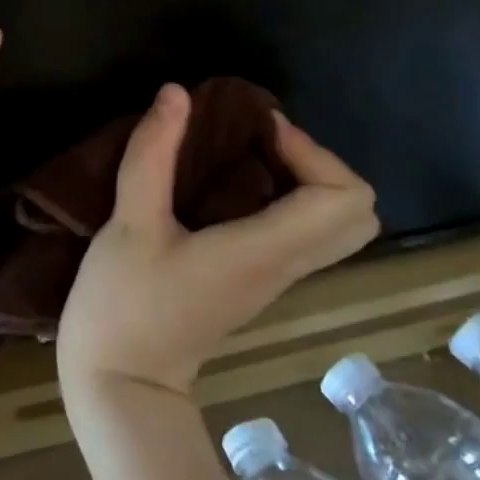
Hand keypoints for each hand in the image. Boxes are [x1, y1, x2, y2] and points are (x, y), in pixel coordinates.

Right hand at [57, 84, 377, 396]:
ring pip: (336, 227)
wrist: (121, 385)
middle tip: (263, 141)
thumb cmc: (123, 306)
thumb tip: (176, 93)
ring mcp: (274, 280)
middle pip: (358, 215)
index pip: (342, 198)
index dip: (312, 151)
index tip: (258, 130)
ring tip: (249, 154)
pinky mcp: (257, 283)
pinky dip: (290, 199)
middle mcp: (284, 267)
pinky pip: (305, 234)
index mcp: (263, 251)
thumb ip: (152, 154)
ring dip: (307, 179)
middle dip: (320, 164)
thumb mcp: (128, 224)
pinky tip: (234, 184)